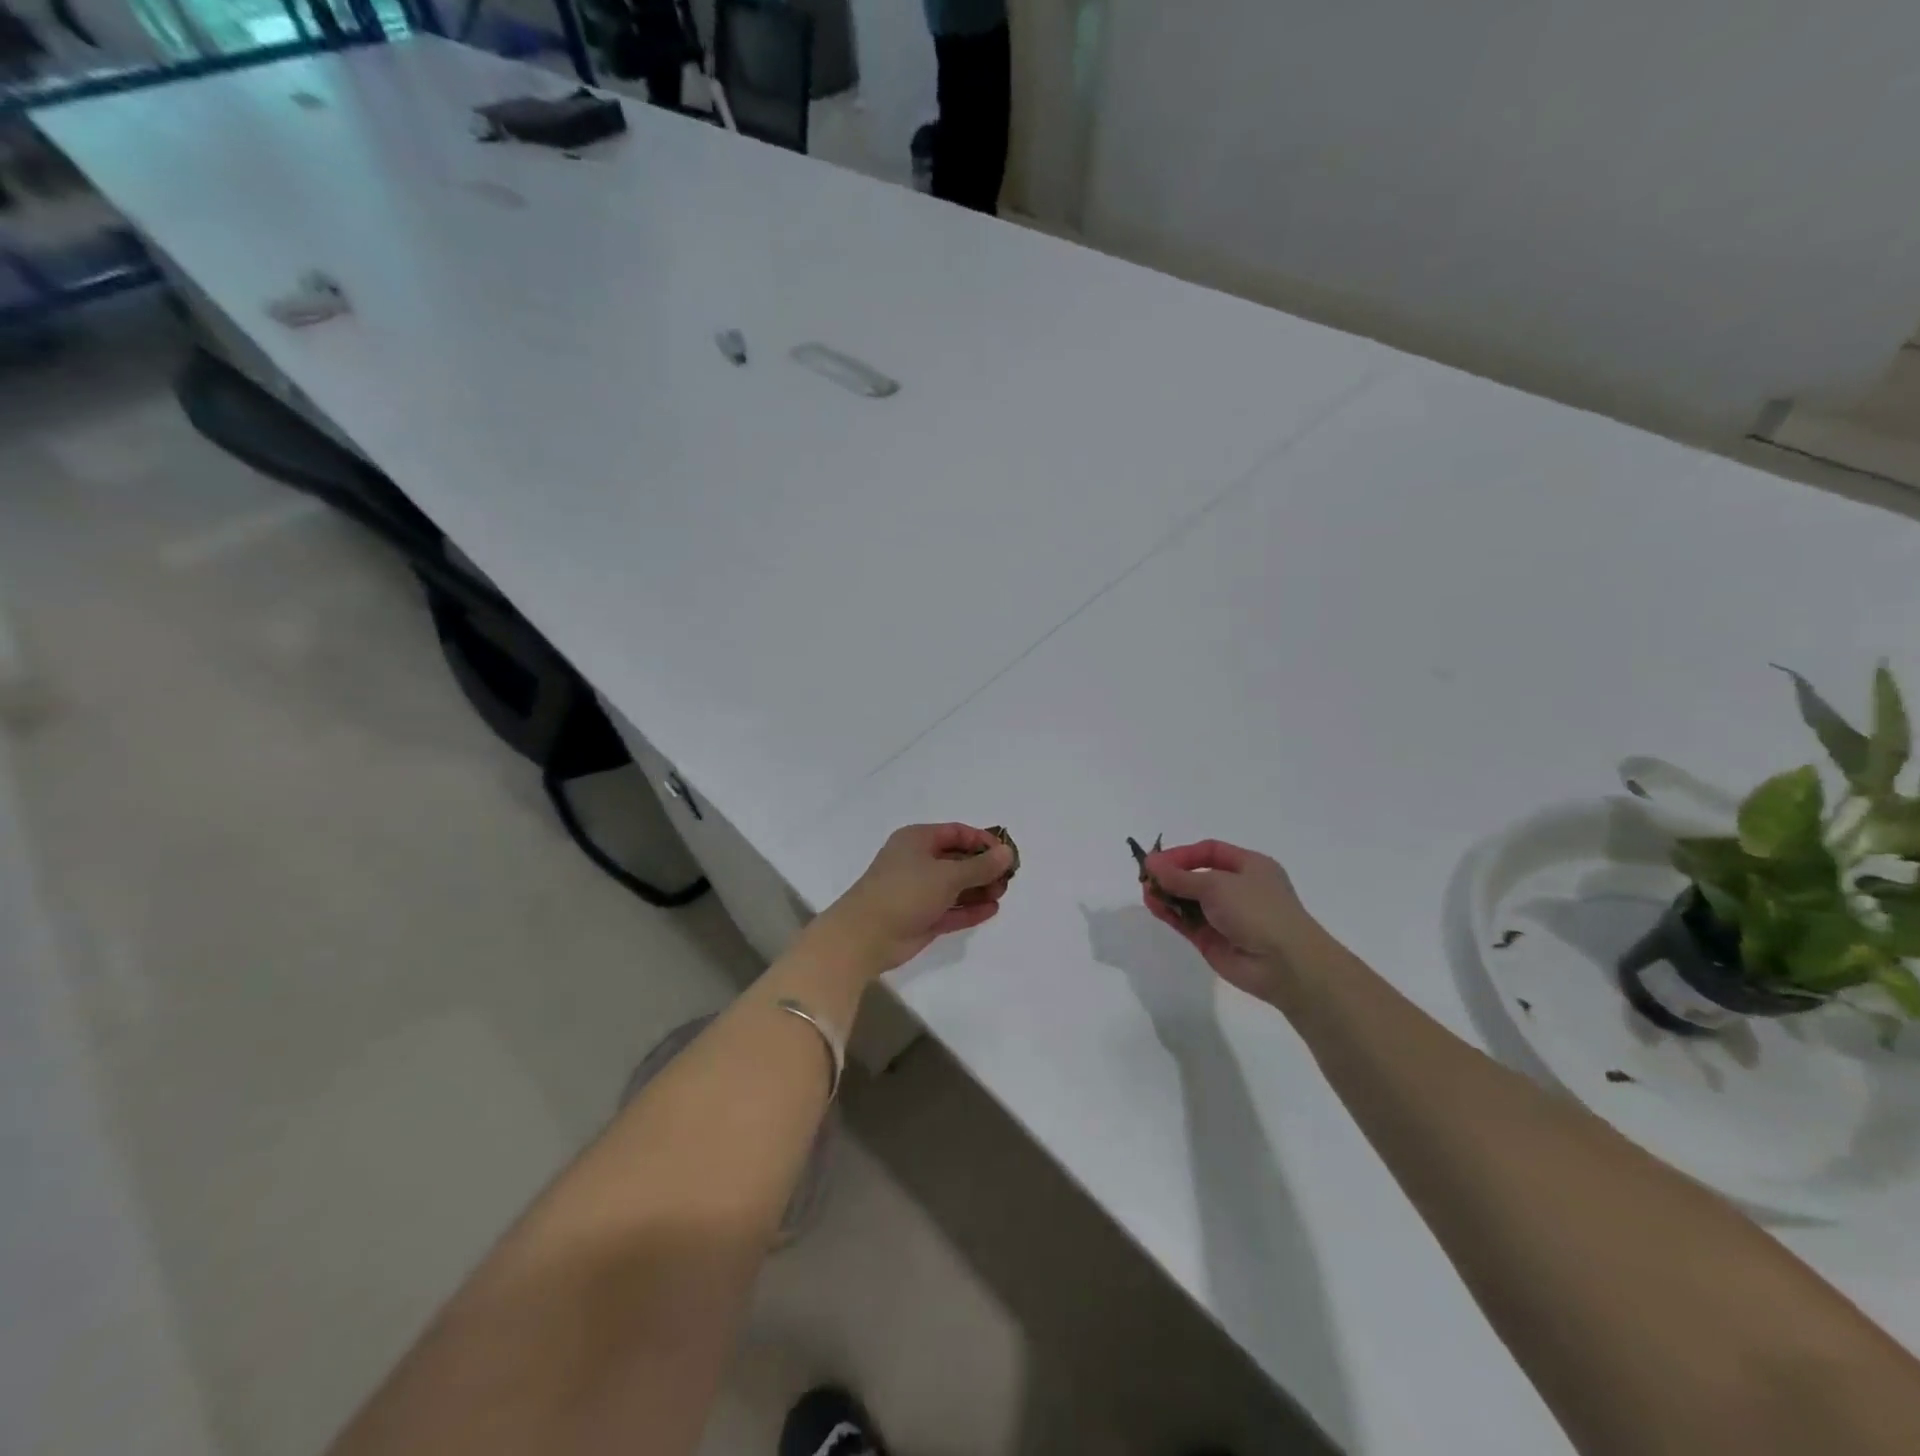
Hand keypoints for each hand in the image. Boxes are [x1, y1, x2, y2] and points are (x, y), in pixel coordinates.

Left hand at [808, 823, 1014, 977]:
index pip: (956, 833)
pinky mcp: (921, 917)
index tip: (1006, 854)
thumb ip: (980, 866)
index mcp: (917, 840)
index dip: (982, 841)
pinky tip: (991, 910)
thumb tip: (1007, 853)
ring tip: (1002, 894)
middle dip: (984, 868)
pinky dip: (969, 909)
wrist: (865, 936)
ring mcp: (919, 891)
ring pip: (955, 886)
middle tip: (1008, 878)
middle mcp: (918, 861)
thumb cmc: (905, 892)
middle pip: (958, 859)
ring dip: (979, 889)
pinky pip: (951, 909)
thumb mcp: (947, 875)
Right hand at [1142, 839, 1331, 1003]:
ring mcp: (1225, 916)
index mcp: (1249, 867)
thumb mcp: (1217, 884)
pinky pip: (1187, 921)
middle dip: (1171, 875)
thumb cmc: (1257, 910)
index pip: (1209, 852)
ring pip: (1189, 900)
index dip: (1182, 854)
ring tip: (1146, 892)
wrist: (1284, 965)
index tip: (1157, 860)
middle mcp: (1237, 889)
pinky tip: (1154, 906)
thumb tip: (1151, 863)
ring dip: (1167, 894)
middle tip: (1145, 877)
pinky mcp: (1213, 940)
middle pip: (1196, 876)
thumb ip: (1180, 876)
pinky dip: (1170, 913)